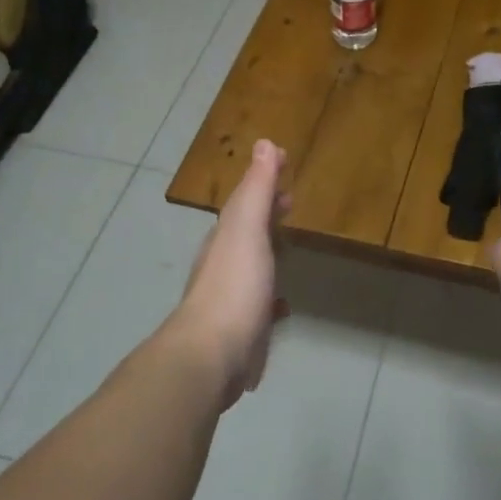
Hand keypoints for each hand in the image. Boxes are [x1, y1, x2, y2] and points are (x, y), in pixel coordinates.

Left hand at [165, 140, 290, 408]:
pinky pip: (258, 306)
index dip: (265, 179)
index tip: (285, 160)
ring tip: (287, 248)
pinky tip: (282, 307)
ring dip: (267, 252)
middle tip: (290, 200)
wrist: (210, 357)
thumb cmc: (234, 286)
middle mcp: (224, 264)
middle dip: (267, 213)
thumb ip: (256, 189)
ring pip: (251, 266)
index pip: (246, 199)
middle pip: (247, 230)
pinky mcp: (240, 332)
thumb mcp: (247, 229)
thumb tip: (265, 143)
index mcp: (226, 237)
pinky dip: (270, 297)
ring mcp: (230, 299)